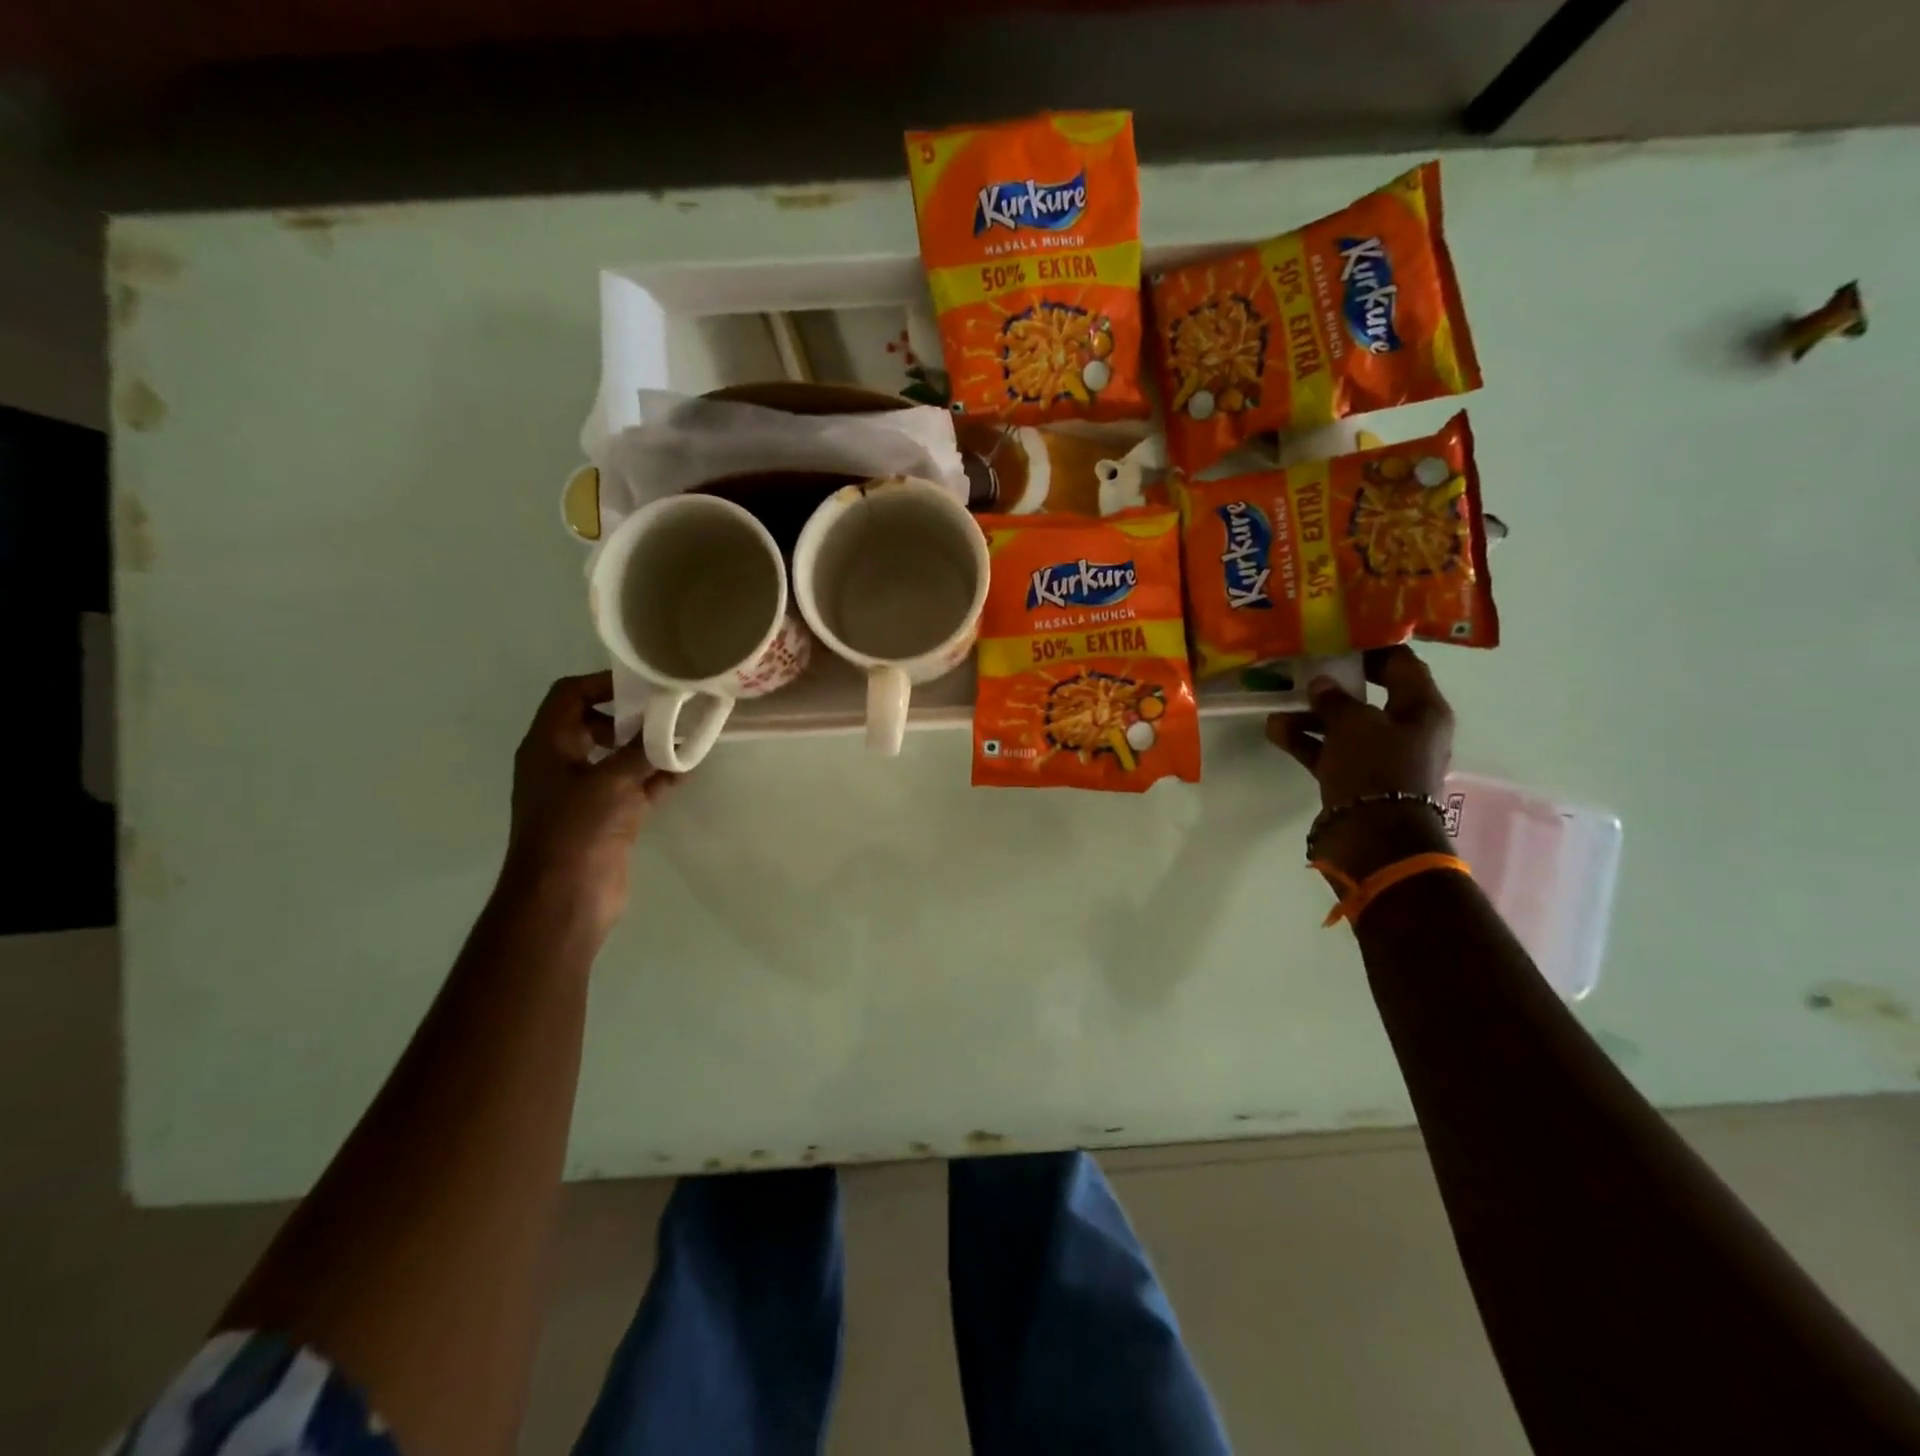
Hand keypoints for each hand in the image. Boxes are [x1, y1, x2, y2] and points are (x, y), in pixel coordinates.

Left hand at [502, 671, 675, 929]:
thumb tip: (671, 729)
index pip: (570, 695)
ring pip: (619, 756)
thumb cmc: (576, 829)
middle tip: (670, 710)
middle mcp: (563, 763)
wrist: (564, 896)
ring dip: (649, 747)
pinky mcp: (607, 817)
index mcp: (548, 746)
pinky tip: (687, 769)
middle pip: (596, 723)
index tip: (645, 685)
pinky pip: (635, 786)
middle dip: (632, 716)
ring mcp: (585, 792)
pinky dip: (657, 777)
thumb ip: (642, 750)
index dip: (603, 683)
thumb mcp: (611, 780)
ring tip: (686, 737)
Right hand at [1265, 646, 1453, 878]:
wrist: (1374, 838)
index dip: (1371, 649)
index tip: (1337, 639)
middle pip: (1369, 696)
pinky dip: (1306, 742)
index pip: (1402, 665)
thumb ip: (1334, 699)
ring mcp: (1381, 758)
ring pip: (1344, 726)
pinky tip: (1275, 732)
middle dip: (1332, 686)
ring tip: (1277, 707)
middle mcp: (1407, 730)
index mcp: (1423, 710)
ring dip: (1311, 716)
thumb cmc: (1376, 769)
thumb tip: (1321, 684)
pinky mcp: (1357, 780)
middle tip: (1301, 670)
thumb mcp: (1353, 724)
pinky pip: (1330, 752)